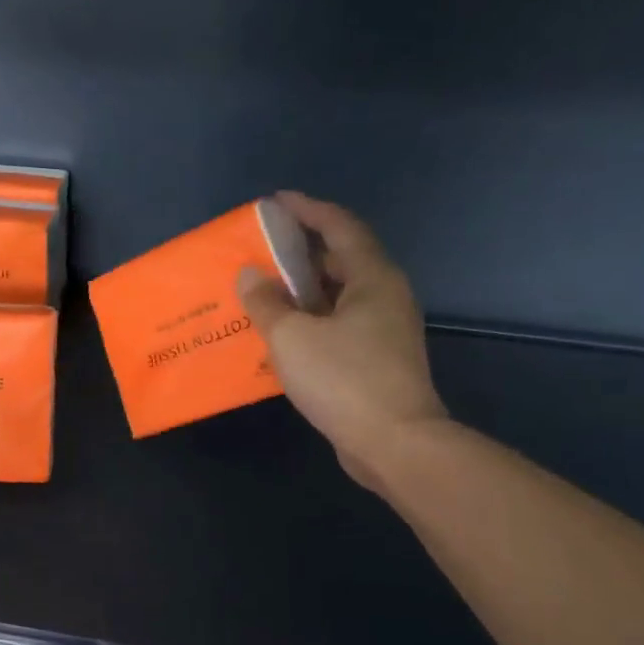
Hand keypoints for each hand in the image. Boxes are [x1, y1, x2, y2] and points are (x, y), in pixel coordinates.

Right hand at [238, 192, 447, 493]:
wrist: (394, 442)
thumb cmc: (343, 379)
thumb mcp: (292, 338)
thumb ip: (266, 303)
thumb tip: (249, 275)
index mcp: (372, 279)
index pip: (340, 228)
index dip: (309, 210)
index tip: (278, 202)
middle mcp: (385, 297)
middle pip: (342, 260)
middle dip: (303, 253)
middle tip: (264, 252)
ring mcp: (386, 330)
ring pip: (340, 297)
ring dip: (305, 291)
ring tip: (266, 292)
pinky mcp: (379, 360)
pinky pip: (340, 325)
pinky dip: (312, 321)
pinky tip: (285, 335)